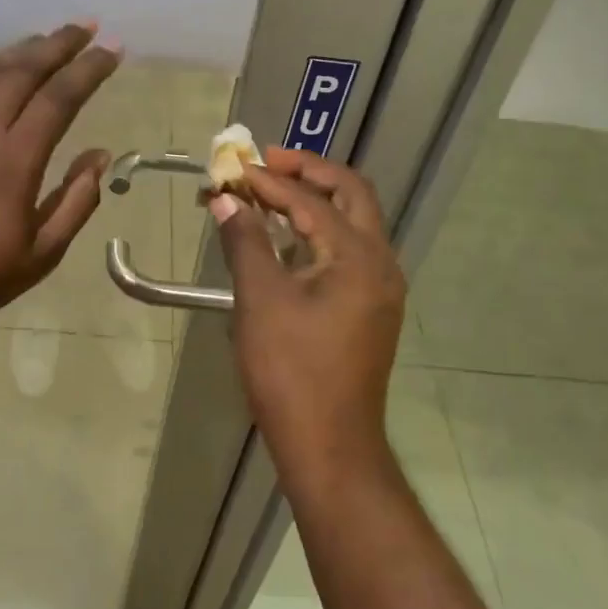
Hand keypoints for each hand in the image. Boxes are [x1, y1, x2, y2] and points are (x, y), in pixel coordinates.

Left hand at [0, 20, 121, 352]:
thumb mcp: (41, 254)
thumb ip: (76, 201)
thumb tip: (100, 155)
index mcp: (14, 163)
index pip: (59, 100)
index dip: (89, 70)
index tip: (112, 49)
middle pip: (23, 72)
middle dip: (59, 45)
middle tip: (86, 28)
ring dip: (20, 48)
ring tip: (47, 35)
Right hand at [209, 148, 405, 477]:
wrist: (330, 445)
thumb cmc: (291, 371)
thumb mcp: (260, 300)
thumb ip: (246, 242)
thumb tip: (227, 201)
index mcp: (358, 257)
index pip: (311, 201)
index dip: (268, 181)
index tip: (232, 170)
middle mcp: (380, 263)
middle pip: (350, 195)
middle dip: (307, 173)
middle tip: (265, 163)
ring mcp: (380, 288)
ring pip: (353, 222)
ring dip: (314, 201)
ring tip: (269, 193)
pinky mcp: (370, 308)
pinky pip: (348, 251)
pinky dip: (318, 232)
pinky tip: (286, 239)